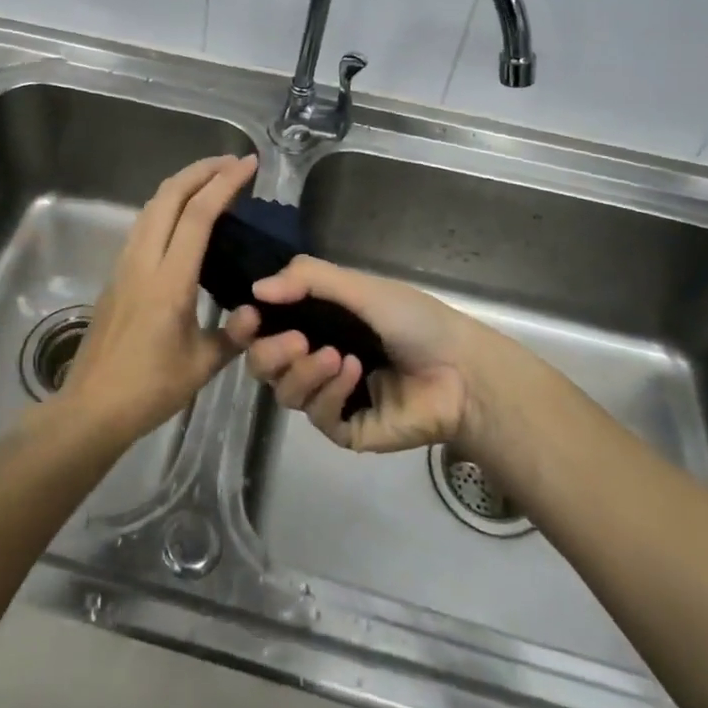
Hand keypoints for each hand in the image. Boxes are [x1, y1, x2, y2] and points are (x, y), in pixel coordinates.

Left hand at [57, 155, 264, 442]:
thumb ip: (234, 334)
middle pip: (169, 196)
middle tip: (233, 162)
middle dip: (201, 170)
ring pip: (151, 206)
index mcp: (169, 281)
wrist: (91, 408)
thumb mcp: (201, 365)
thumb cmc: (148, 389)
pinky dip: (168, 205)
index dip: (225, 184)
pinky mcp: (117, 273)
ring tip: (211, 180)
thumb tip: (256, 311)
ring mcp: (125, 264)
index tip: (248, 165)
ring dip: (182, 184)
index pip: (198, 216)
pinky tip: (184, 216)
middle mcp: (143, 261)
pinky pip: (144, 224)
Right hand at [242, 256, 505, 453]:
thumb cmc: (413, 320)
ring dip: (303, 372)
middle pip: (263, 364)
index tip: (248, 316)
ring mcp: (328, 396)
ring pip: (284, 392)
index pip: (263, 327)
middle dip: (270, 352)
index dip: (247, 324)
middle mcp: (313, 358)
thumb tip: (256, 288)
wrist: (460, 369)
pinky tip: (355, 373)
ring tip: (336, 355)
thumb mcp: (360, 287)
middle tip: (296, 340)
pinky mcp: (345, 428)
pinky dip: (330, 392)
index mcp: (314, 322)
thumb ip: (308, 279)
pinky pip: (317, 415)